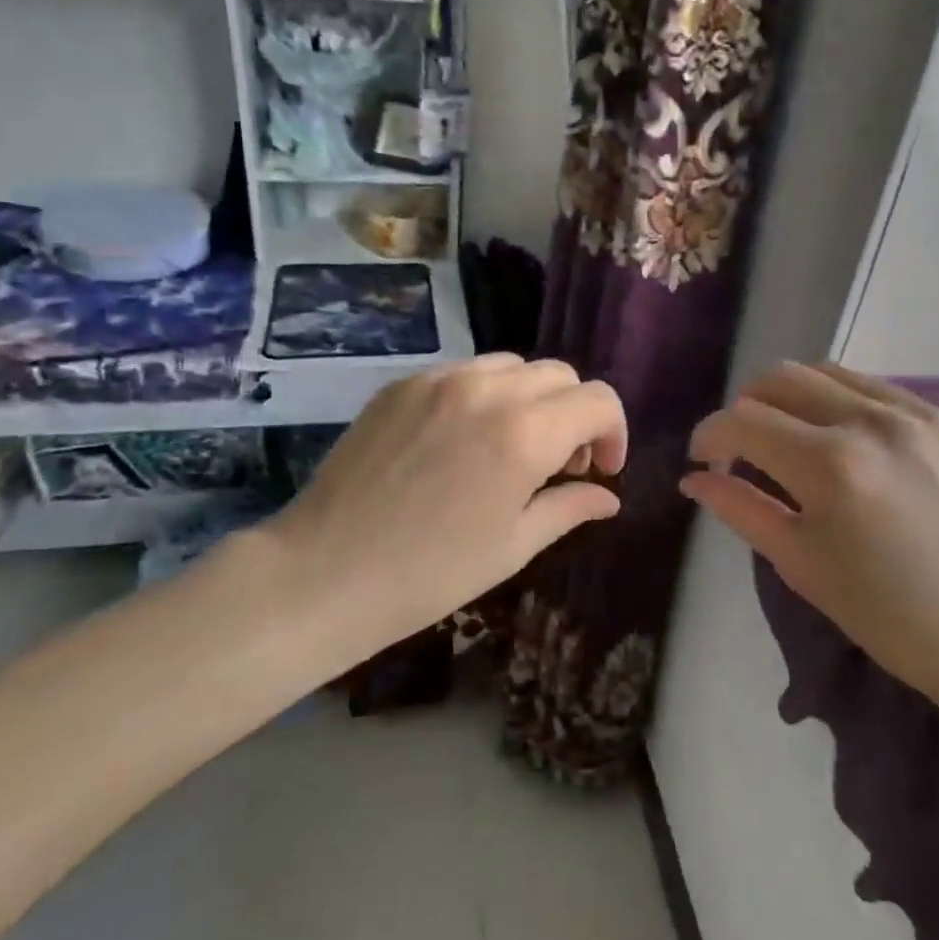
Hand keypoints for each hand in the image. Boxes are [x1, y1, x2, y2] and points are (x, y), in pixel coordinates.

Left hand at [260, 355, 627, 654]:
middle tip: (559, 464)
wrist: (324, 572)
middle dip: (574, 414)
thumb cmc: (429, 573)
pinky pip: (464, 372)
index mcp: (524, 432)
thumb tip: (608, 496)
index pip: (598, 400)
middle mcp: (487, 389)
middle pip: (560, 374)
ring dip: (531, 398)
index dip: (614, 432)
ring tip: (511, 446)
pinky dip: (484, 394)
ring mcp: (439, 379)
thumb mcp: (512, 546)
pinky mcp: (403, 383)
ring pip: (512, 365)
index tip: (601, 470)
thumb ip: (569, 508)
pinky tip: (463, 439)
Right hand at [681, 362, 938, 717]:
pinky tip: (834, 436)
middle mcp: (869, 421)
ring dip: (787, 397)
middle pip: (778, 379)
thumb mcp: (800, 564)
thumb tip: (694, 479)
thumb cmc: (886, 614)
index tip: (702, 461)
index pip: (743, 422)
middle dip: (744, 409)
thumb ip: (740, 508)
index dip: (710, 436)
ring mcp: (911, 412)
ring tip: (784, 437)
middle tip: (739, 449)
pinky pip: (867, 385)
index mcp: (830, 465)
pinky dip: (833, 399)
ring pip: (822, 371)